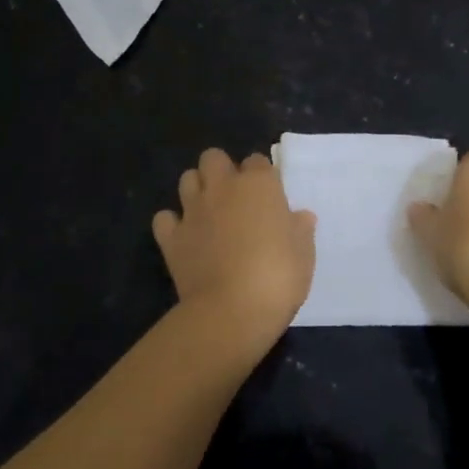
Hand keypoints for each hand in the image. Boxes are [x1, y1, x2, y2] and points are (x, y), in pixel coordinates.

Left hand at [153, 148, 315, 350]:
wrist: (232, 311)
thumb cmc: (278, 277)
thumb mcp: (304, 254)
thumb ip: (300, 230)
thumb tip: (301, 216)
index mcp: (258, 185)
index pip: (257, 161)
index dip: (261, 176)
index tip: (268, 196)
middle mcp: (223, 188)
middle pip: (213, 157)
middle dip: (221, 170)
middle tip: (234, 196)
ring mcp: (193, 210)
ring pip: (186, 179)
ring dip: (196, 189)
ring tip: (208, 211)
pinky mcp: (171, 237)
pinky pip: (164, 218)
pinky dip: (172, 224)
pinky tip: (183, 237)